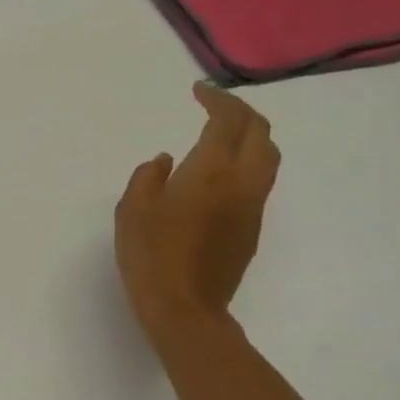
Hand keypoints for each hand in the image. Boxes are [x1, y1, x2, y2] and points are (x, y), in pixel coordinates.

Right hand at [116, 83, 279, 342]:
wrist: (185, 308)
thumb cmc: (151, 254)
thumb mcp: (132, 209)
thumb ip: (148, 176)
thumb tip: (166, 161)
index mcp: (211, 171)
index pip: (228, 121)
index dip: (217, 100)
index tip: (199, 91)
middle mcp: (241, 183)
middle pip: (260, 133)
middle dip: (242, 113)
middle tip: (216, 107)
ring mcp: (252, 207)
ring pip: (267, 158)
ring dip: (251, 137)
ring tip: (224, 134)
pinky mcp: (251, 229)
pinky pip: (258, 181)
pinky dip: (246, 162)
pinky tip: (219, 173)